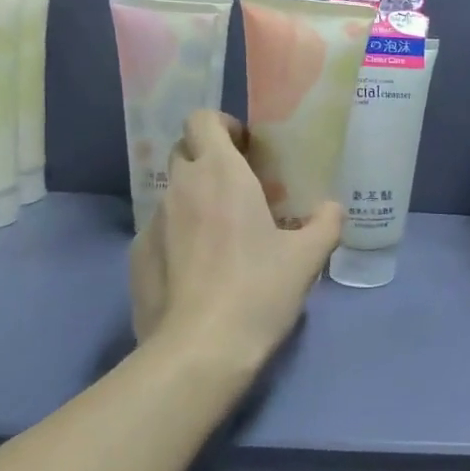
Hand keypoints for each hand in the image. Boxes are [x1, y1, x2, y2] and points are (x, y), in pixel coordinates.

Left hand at [130, 111, 342, 367]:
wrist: (200, 351)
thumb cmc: (259, 290)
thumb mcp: (307, 258)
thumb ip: (326, 224)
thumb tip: (333, 209)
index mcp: (220, 174)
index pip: (202, 119)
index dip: (222, 125)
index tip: (246, 149)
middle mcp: (180, 187)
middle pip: (183, 150)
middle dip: (208, 158)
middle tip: (239, 187)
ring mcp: (151, 222)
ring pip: (172, 193)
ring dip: (195, 199)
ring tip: (222, 234)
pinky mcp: (136, 256)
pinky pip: (160, 230)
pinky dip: (178, 235)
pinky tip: (198, 270)